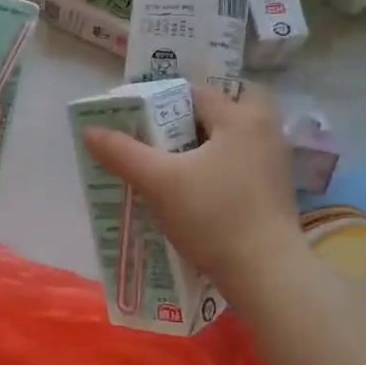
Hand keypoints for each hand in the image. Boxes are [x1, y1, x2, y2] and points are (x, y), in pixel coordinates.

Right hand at [80, 82, 300, 292]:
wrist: (265, 273)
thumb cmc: (213, 217)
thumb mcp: (158, 182)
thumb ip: (122, 153)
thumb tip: (90, 130)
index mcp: (241, 117)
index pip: (197, 92)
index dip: (164, 101)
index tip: (138, 120)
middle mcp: (266, 130)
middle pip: (231, 104)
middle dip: (199, 114)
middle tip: (167, 132)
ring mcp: (275, 161)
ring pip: (238, 134)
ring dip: (210, 140)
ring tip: (175, 159)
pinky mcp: (276, 190)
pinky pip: (244, 160)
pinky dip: (221, 163)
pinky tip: (197, 186)